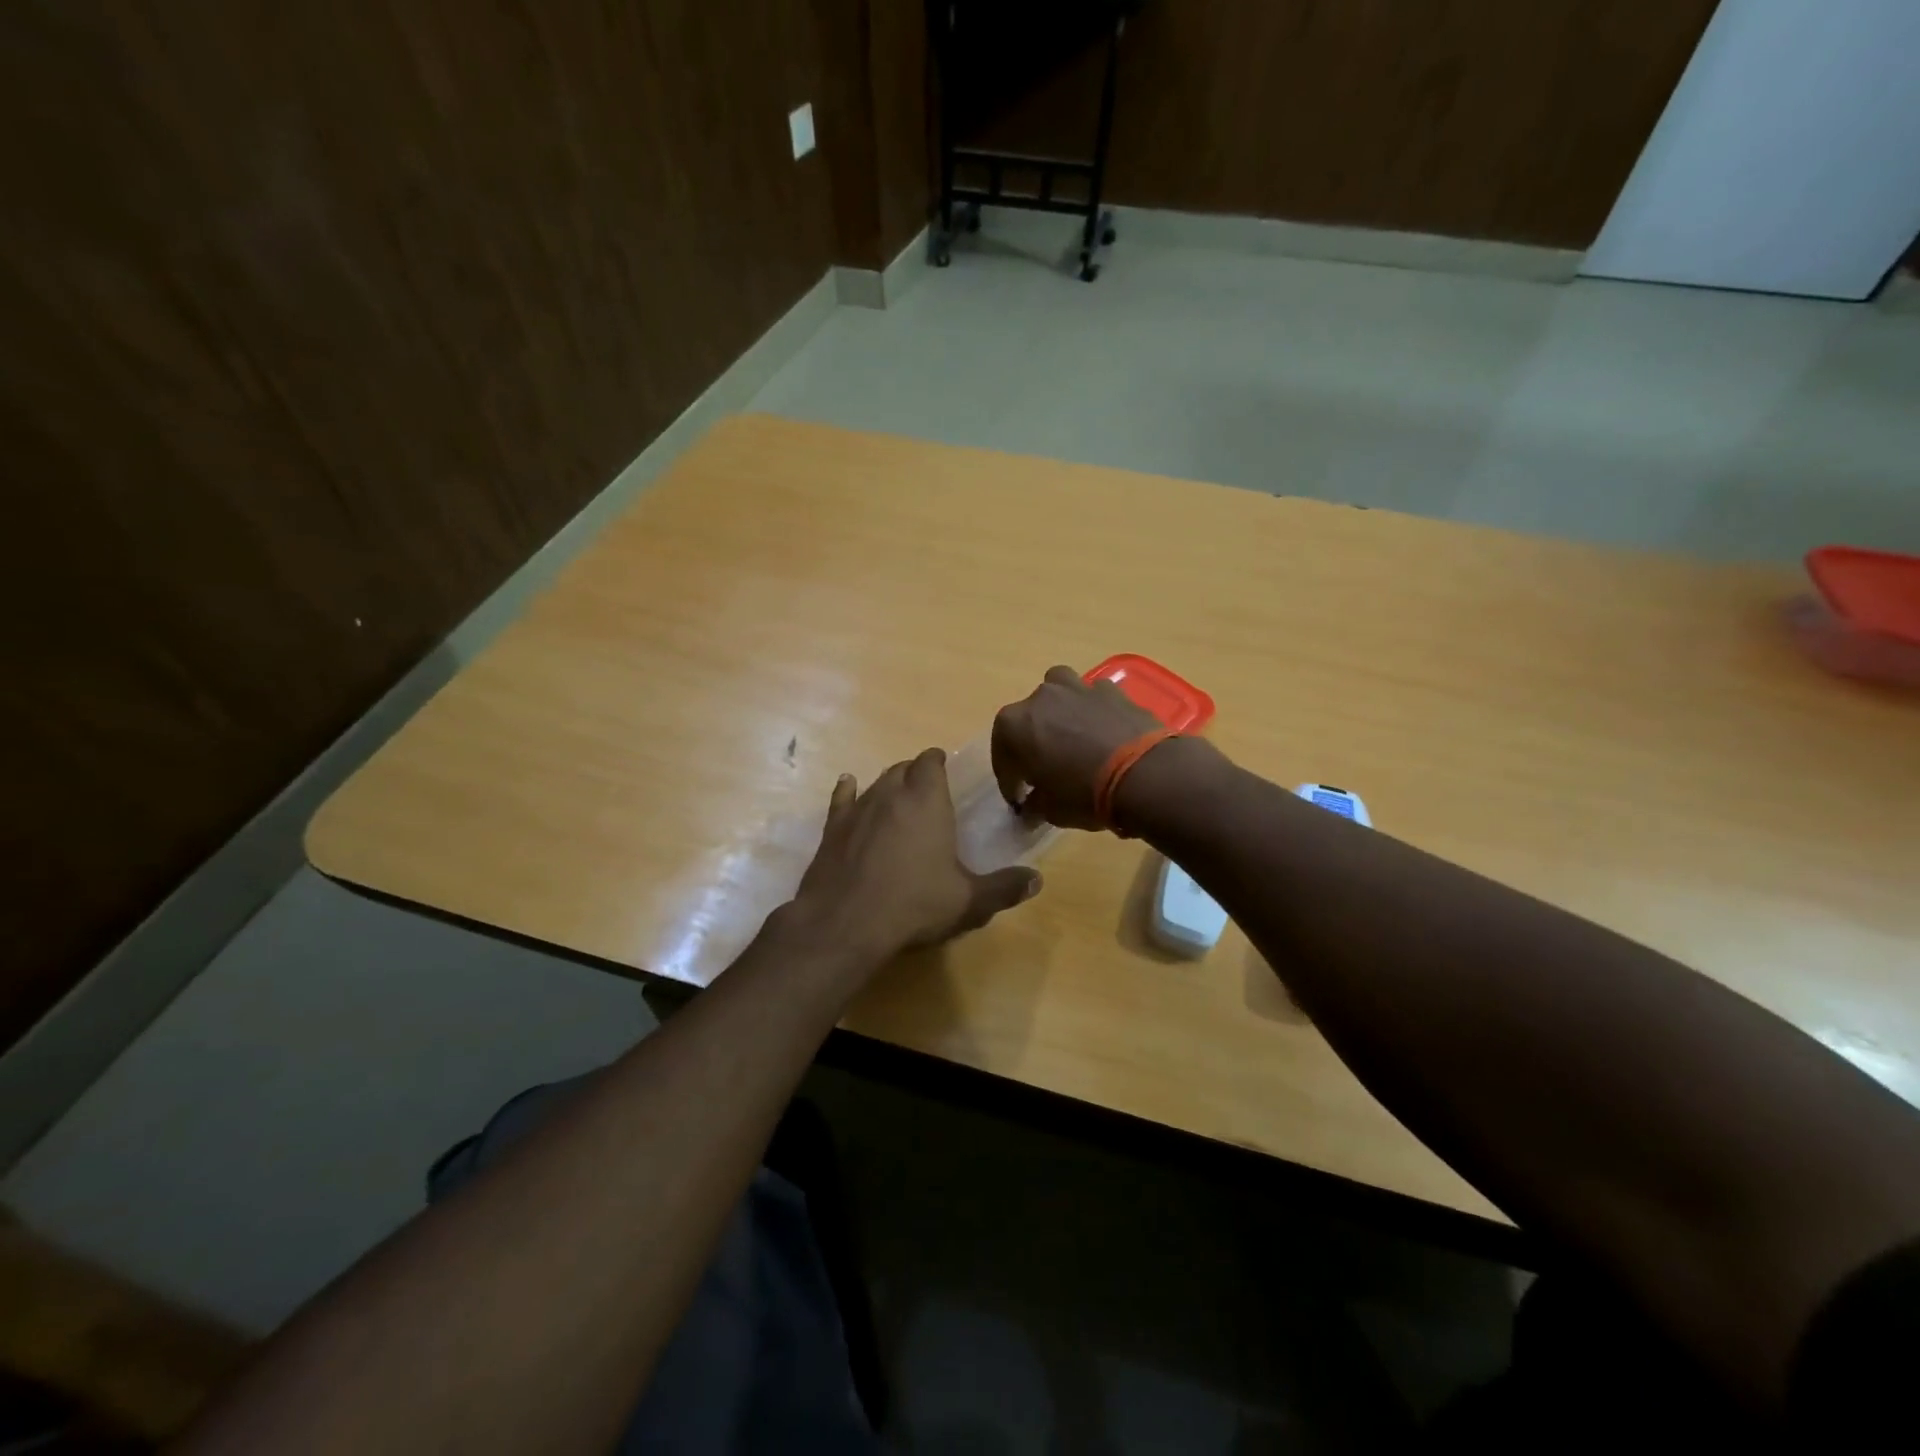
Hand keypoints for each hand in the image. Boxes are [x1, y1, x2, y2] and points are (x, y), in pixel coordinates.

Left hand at [786, 748, 1041, 965]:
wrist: (845, 923)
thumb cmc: (914, 905)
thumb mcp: (968, 901)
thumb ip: (1004, 888)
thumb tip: (1036, 879)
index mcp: (926, 801)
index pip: (931, 762)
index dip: (938, 761)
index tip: (945, 768)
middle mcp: (890, 794)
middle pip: (903, 768)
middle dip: (915, 773)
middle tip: (927, 789)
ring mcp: (857, 809)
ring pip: (875, 782)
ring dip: (888, 784)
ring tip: (897, 794)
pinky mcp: (832, 829)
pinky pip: (842, 799)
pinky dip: (848, 791)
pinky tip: (848, 785)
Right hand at [990, 666, 1166, 828]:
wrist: (1145, 773)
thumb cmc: (1085, 794)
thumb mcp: (1051, 810)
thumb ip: (1035, 804)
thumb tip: (1031, 805)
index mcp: (1014, 726)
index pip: (1003, 757)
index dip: (1010, 781)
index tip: (1019, 799)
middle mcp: (1040, 698)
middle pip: (1028, 719)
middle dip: (1032, 742)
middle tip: (1045, 769)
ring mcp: (1077, 688)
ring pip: (1059, 694)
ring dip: (1060, 712)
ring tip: (1071, 736)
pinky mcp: (1112, 689)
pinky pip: (1093, 698)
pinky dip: (1093, 712)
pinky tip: (1103, 733)